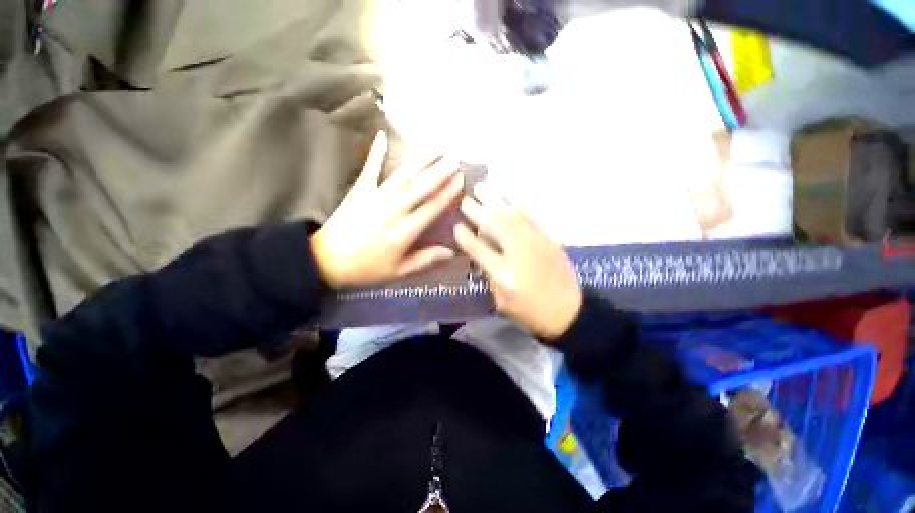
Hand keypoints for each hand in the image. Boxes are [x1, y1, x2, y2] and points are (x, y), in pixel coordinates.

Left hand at [311, 133, 463, 287]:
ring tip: (435, 148)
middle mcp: (394, 209)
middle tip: (455, 159)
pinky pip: (370, 167)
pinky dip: (377, 151)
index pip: (433, 207)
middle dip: (441, 171)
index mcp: (405, 231)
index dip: (449, 192)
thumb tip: (451, 252)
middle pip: (422, 186)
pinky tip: (382, 135)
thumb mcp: (399, 271)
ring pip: (404, 174)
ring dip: (421, 160)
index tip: (461, 179)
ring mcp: (376, 196)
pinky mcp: (360, 189)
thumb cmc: (367, 268)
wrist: (326, 259)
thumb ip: (426, 260)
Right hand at [454, 184, 581, 339]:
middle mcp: (518, 254)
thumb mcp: (502, 300)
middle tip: (465, 200)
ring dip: (495, 201)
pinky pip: (529, 217)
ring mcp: (536, 243)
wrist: (569, 312)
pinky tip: (506, 198)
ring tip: (482, 188)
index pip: (479, 250)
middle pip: (495, 227)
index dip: (465, 237)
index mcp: (504, 274)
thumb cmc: (530, 311)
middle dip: (477, 211)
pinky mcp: (548, 239)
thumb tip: (484, 252)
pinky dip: (515, 206)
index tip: (456, 226)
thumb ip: (490, 274)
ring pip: (511, 216)